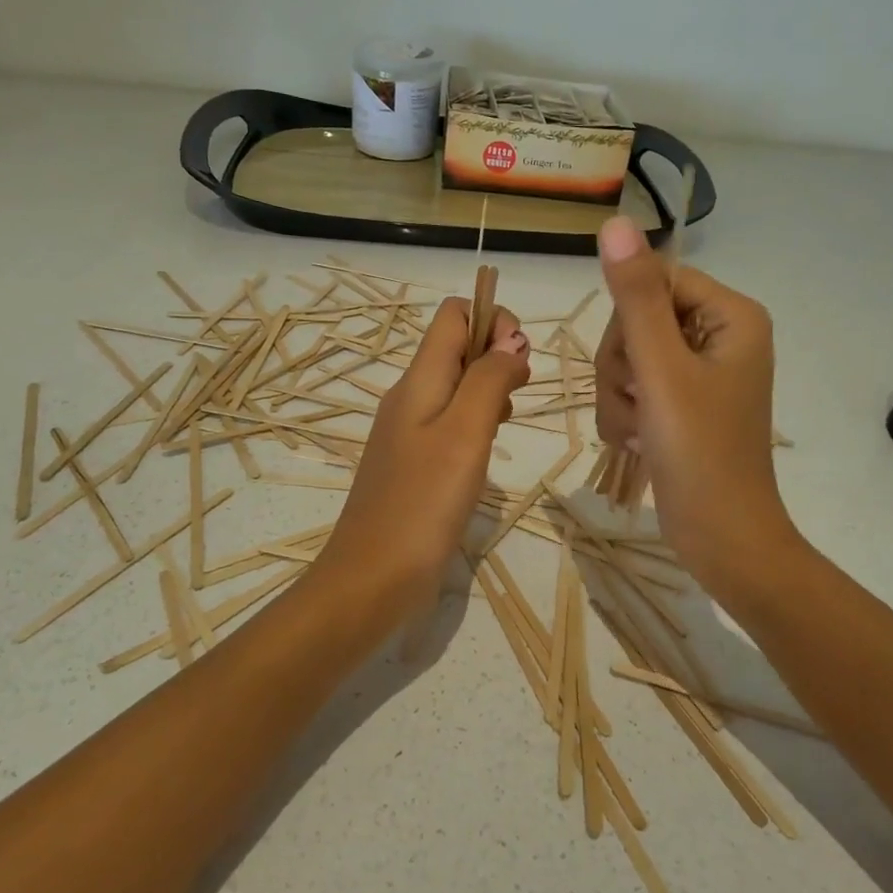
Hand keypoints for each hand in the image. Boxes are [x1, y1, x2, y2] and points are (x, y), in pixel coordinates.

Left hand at [316, 297, 530, 626]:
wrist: (372, 577)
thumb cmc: (423, 502)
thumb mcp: (465, 433)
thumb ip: (489, 380)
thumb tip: (511, 341)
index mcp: (418, 380)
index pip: (453, 315)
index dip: (492, 321)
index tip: (519, 361)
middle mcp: (410, 397)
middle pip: (456, 347)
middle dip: (497, 356)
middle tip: (518, 394)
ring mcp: (408, 432)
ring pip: (456, 386)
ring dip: (490, 390)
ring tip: (506, 423)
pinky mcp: (414, 464)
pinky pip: (449, 422)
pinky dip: (476, 422)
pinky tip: (487, 451)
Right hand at [593, 217, 794, 598]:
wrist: (722, 537)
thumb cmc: (699, 452)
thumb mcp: (661, 369)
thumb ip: (635, 297)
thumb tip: (615, 222)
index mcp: (731, 315)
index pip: (655, 282)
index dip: (629, 323)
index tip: (636, 365)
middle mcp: (719, 336)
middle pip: (637, 321)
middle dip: (623, 368)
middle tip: (641, 406)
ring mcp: (699, 372)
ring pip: (627, 358)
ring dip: (620, 398)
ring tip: (641, 432)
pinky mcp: (682, 404)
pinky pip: (633, 388)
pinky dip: (626, 417)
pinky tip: (640, 443)